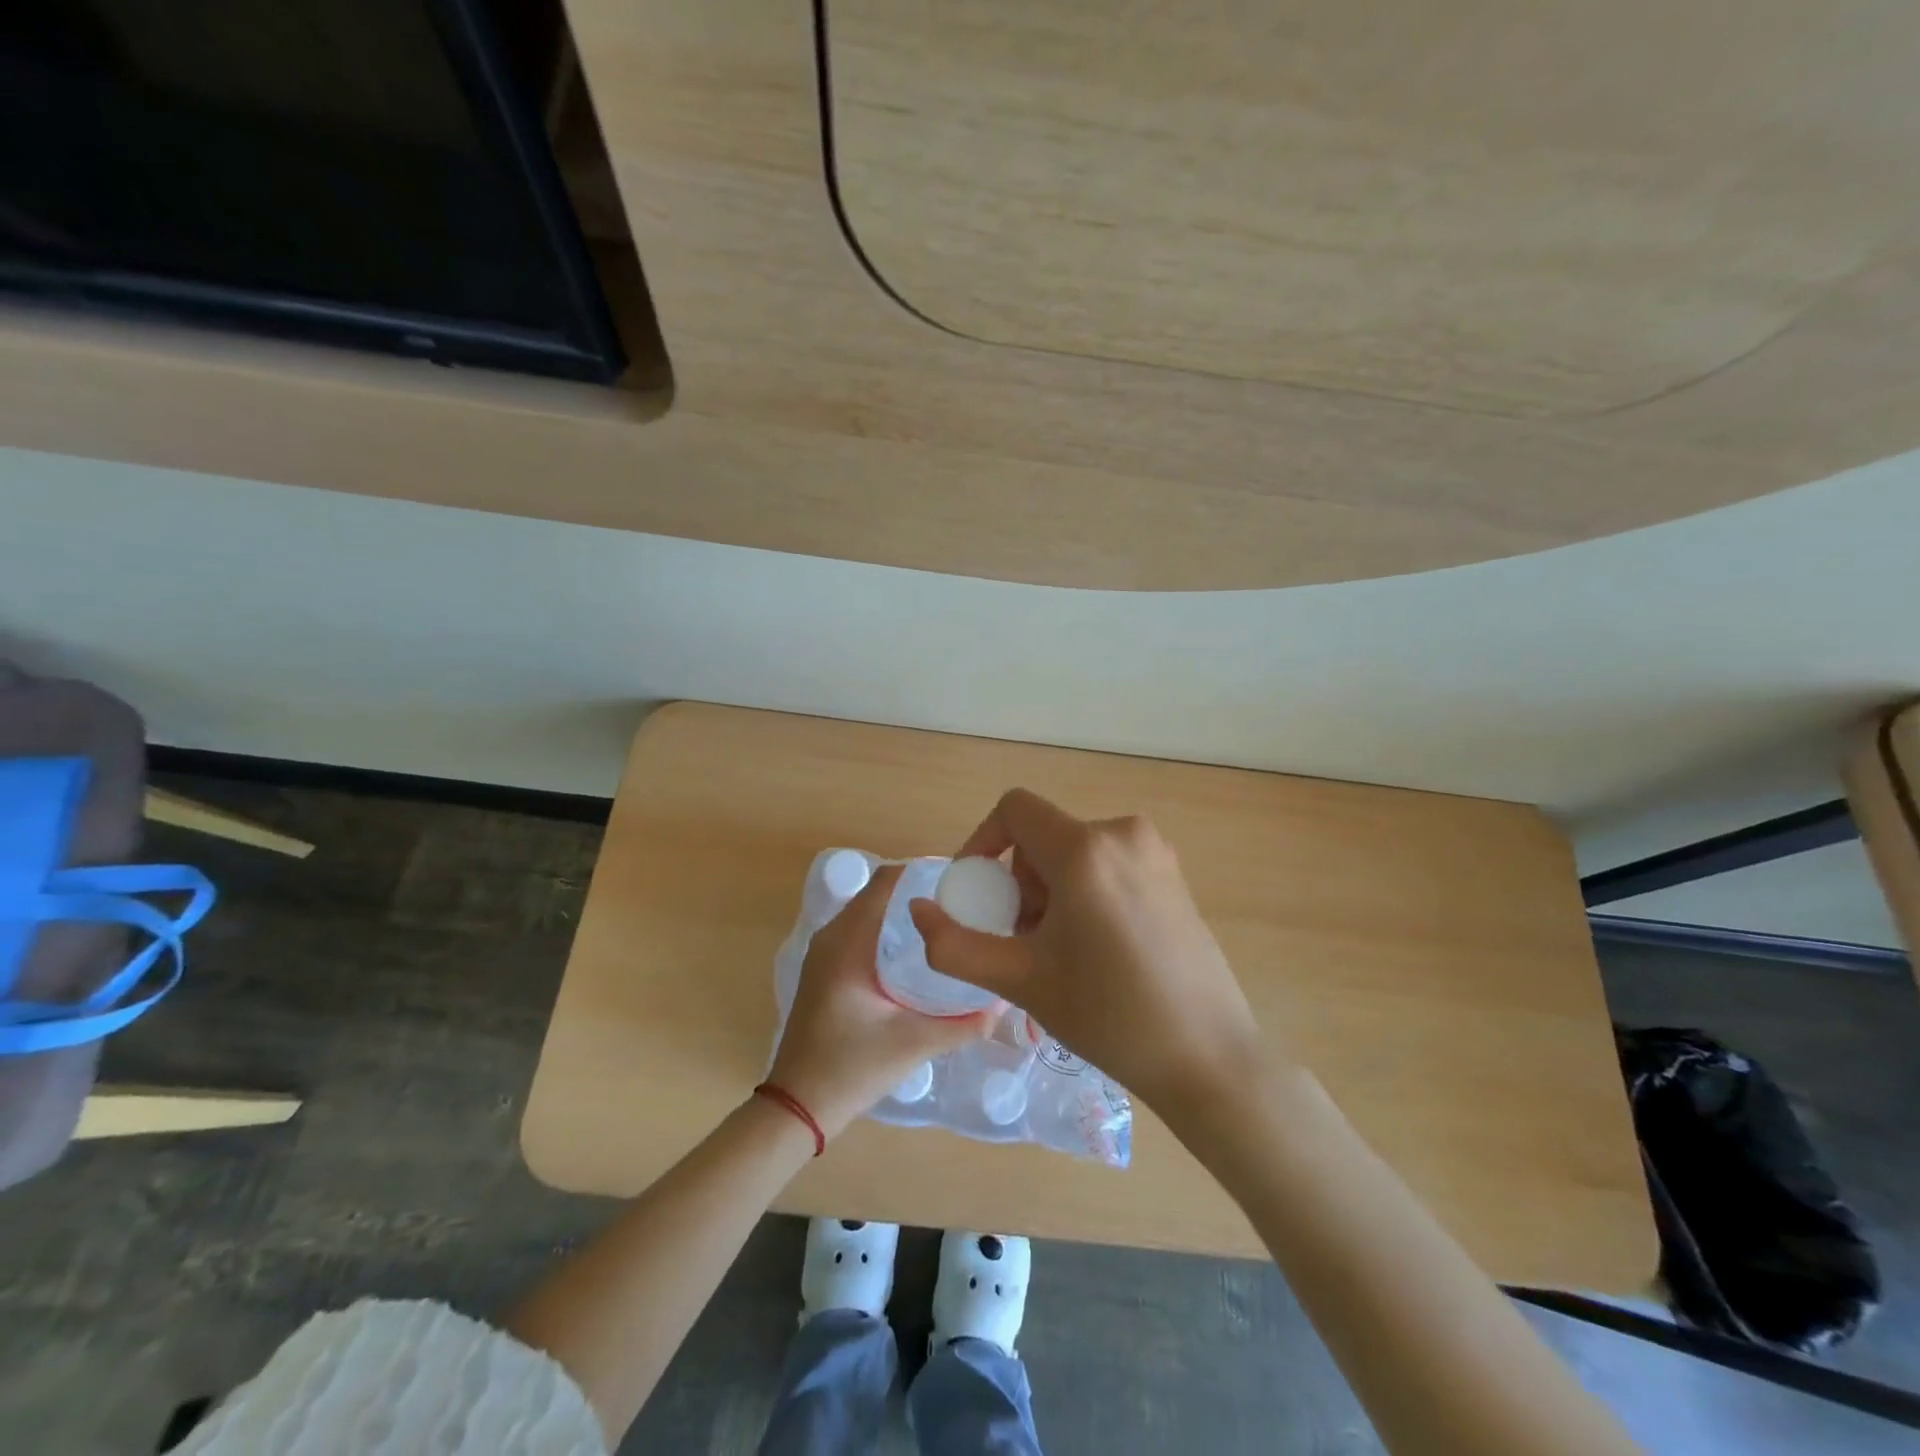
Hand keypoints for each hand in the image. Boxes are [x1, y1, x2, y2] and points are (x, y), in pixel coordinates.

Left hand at [769, 864, 995, 1137]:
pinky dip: (887, 928)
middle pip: (878, 892)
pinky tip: (917, 952)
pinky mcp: (825, 969)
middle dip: (918, 891)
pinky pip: (860, 931)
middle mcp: (831, 936)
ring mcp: (824, 952)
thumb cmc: (850, 1068)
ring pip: (869, 912)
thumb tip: (1003, 1003)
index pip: (885, 882)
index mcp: (848, 942)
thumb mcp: (912, 1044)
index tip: (960, 881)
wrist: (796, 1106)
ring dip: (902, 911)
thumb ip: (962, 1024)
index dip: (922, 872)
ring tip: (945, 923)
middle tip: (962, 903)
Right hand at [909, 789, 1268, 1121]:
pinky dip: (1084, 890)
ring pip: (1074, 851)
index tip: (978, 892)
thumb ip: (954, 944)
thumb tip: (918, 910)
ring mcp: (1155, 851)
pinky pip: (1106, 863)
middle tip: (1023, 938)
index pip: (1014, 809)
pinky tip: (1095, 946)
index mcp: (1085, 849)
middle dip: (1020, 881)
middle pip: (1043, 835)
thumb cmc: (1108, 1016)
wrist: (1207, 1057)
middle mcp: (1123, 833)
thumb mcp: (1020, 980)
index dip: (982, 841)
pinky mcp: (1173, 873)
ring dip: (1050, 890)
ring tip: (1059, 951)